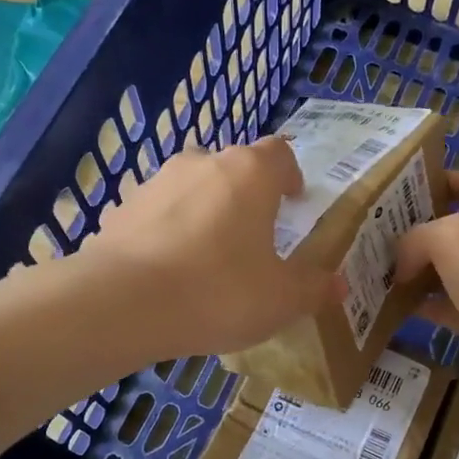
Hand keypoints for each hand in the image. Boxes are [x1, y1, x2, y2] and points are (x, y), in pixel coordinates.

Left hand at [79, 138, 342, 358]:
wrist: (123, 304)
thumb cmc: (219, 292)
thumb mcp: (281, 300)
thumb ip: (313, 288)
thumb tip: (337, 284)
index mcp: (249, 173)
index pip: (279, 154)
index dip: (290, 175)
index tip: (293, 200)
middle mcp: (202, 163)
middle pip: (233, 167)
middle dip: (246, 194)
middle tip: (253, 234)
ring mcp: (156, 183)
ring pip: (192, 187)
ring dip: (205, 210)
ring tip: (208, 255)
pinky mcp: (121, 209)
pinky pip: (157, 214)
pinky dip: (168, 232)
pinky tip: (169, 271)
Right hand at [395, 172, 458, 401]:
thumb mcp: (449, 237)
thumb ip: (416, 238)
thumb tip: (401, 265)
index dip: (441, 179)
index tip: (405, 185)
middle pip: (445, 229)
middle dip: (412, 229)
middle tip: (374, 233)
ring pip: (437, 270)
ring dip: (409, 270)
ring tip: (372, 268)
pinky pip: (436, 306)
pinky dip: (414, 305)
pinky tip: (387, 305)